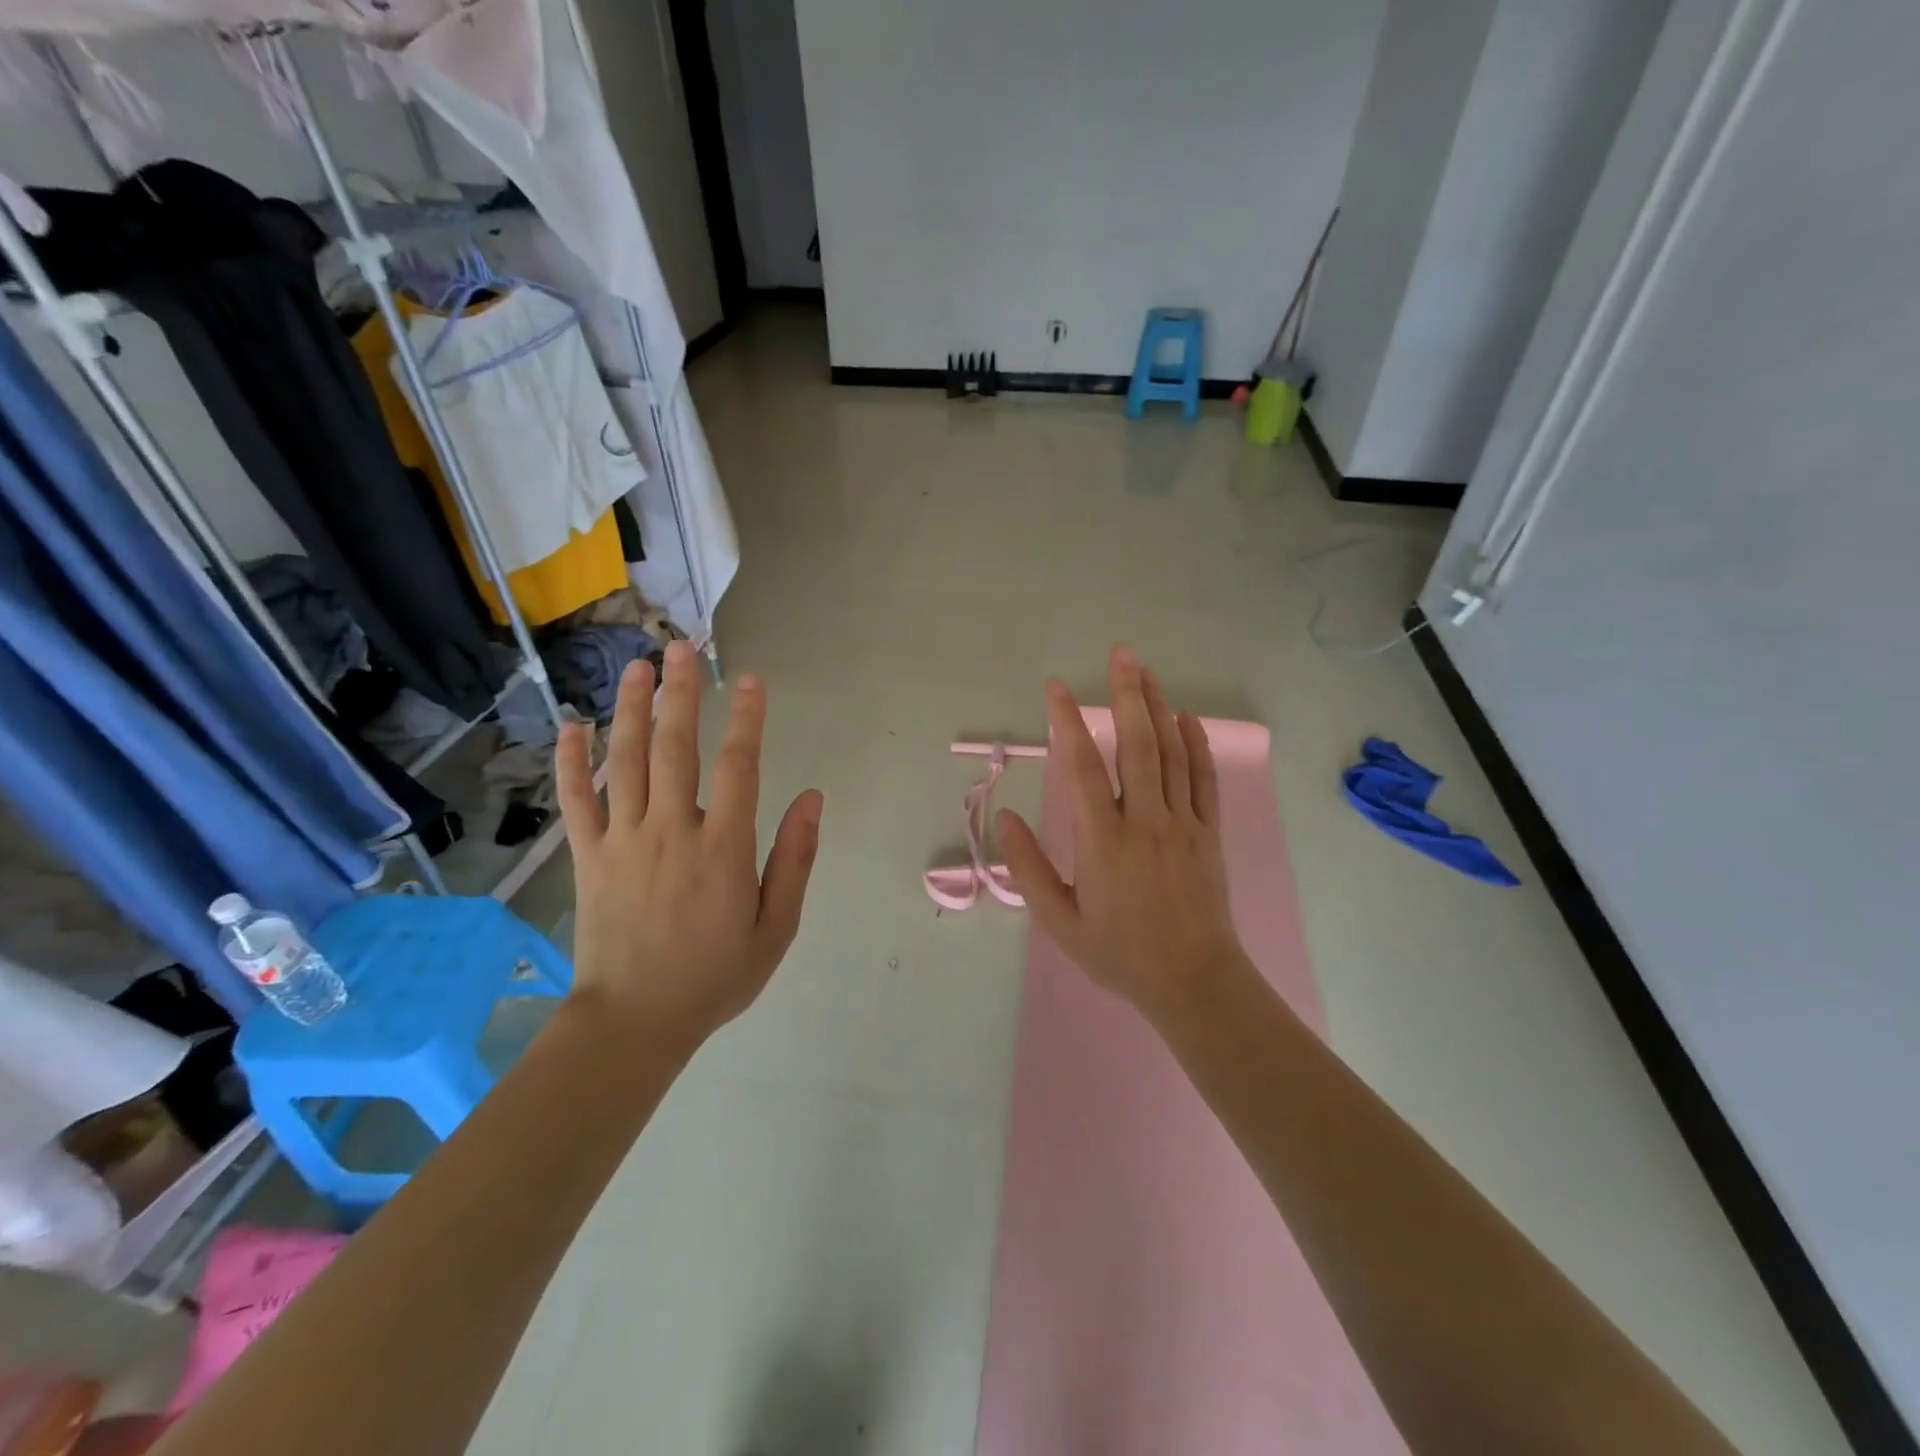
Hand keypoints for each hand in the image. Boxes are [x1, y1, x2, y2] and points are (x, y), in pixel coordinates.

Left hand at [554, 640, 823, 1051]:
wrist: (634, 1022)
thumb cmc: (715, 976)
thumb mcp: (777, 927)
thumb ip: (795, 859)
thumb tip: (812, 799)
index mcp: (724, 848)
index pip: (738, 766)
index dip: (748, 719)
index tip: (752, 681)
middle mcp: (672, 830)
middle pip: (676, 747)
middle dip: (683, 693)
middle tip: (685, 648)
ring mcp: (624, 840)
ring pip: (627, 761)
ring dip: (633, 709)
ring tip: (639, 666)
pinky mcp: (588, 857)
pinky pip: (577, 800)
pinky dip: (573, 761)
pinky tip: (574, 725)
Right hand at [998, 644, 1245, 1016]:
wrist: (1192, 980)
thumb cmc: (1118, 953)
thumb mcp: (1059, 920)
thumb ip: (1028, 867)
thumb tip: (1005, 819)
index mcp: (1102, 840)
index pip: (1081, 767)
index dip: (1067, 722)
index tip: (1056, 688)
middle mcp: (1144, 820)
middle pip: (1136, 744)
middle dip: (1127, 694)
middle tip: (1122, 653)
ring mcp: (1182, 823)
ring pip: (1172, 753)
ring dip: (1159, 708)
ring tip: (1146, 672)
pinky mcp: (1209, 832)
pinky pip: (1203, 779)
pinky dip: (1196, 744)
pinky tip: (1187, 718)